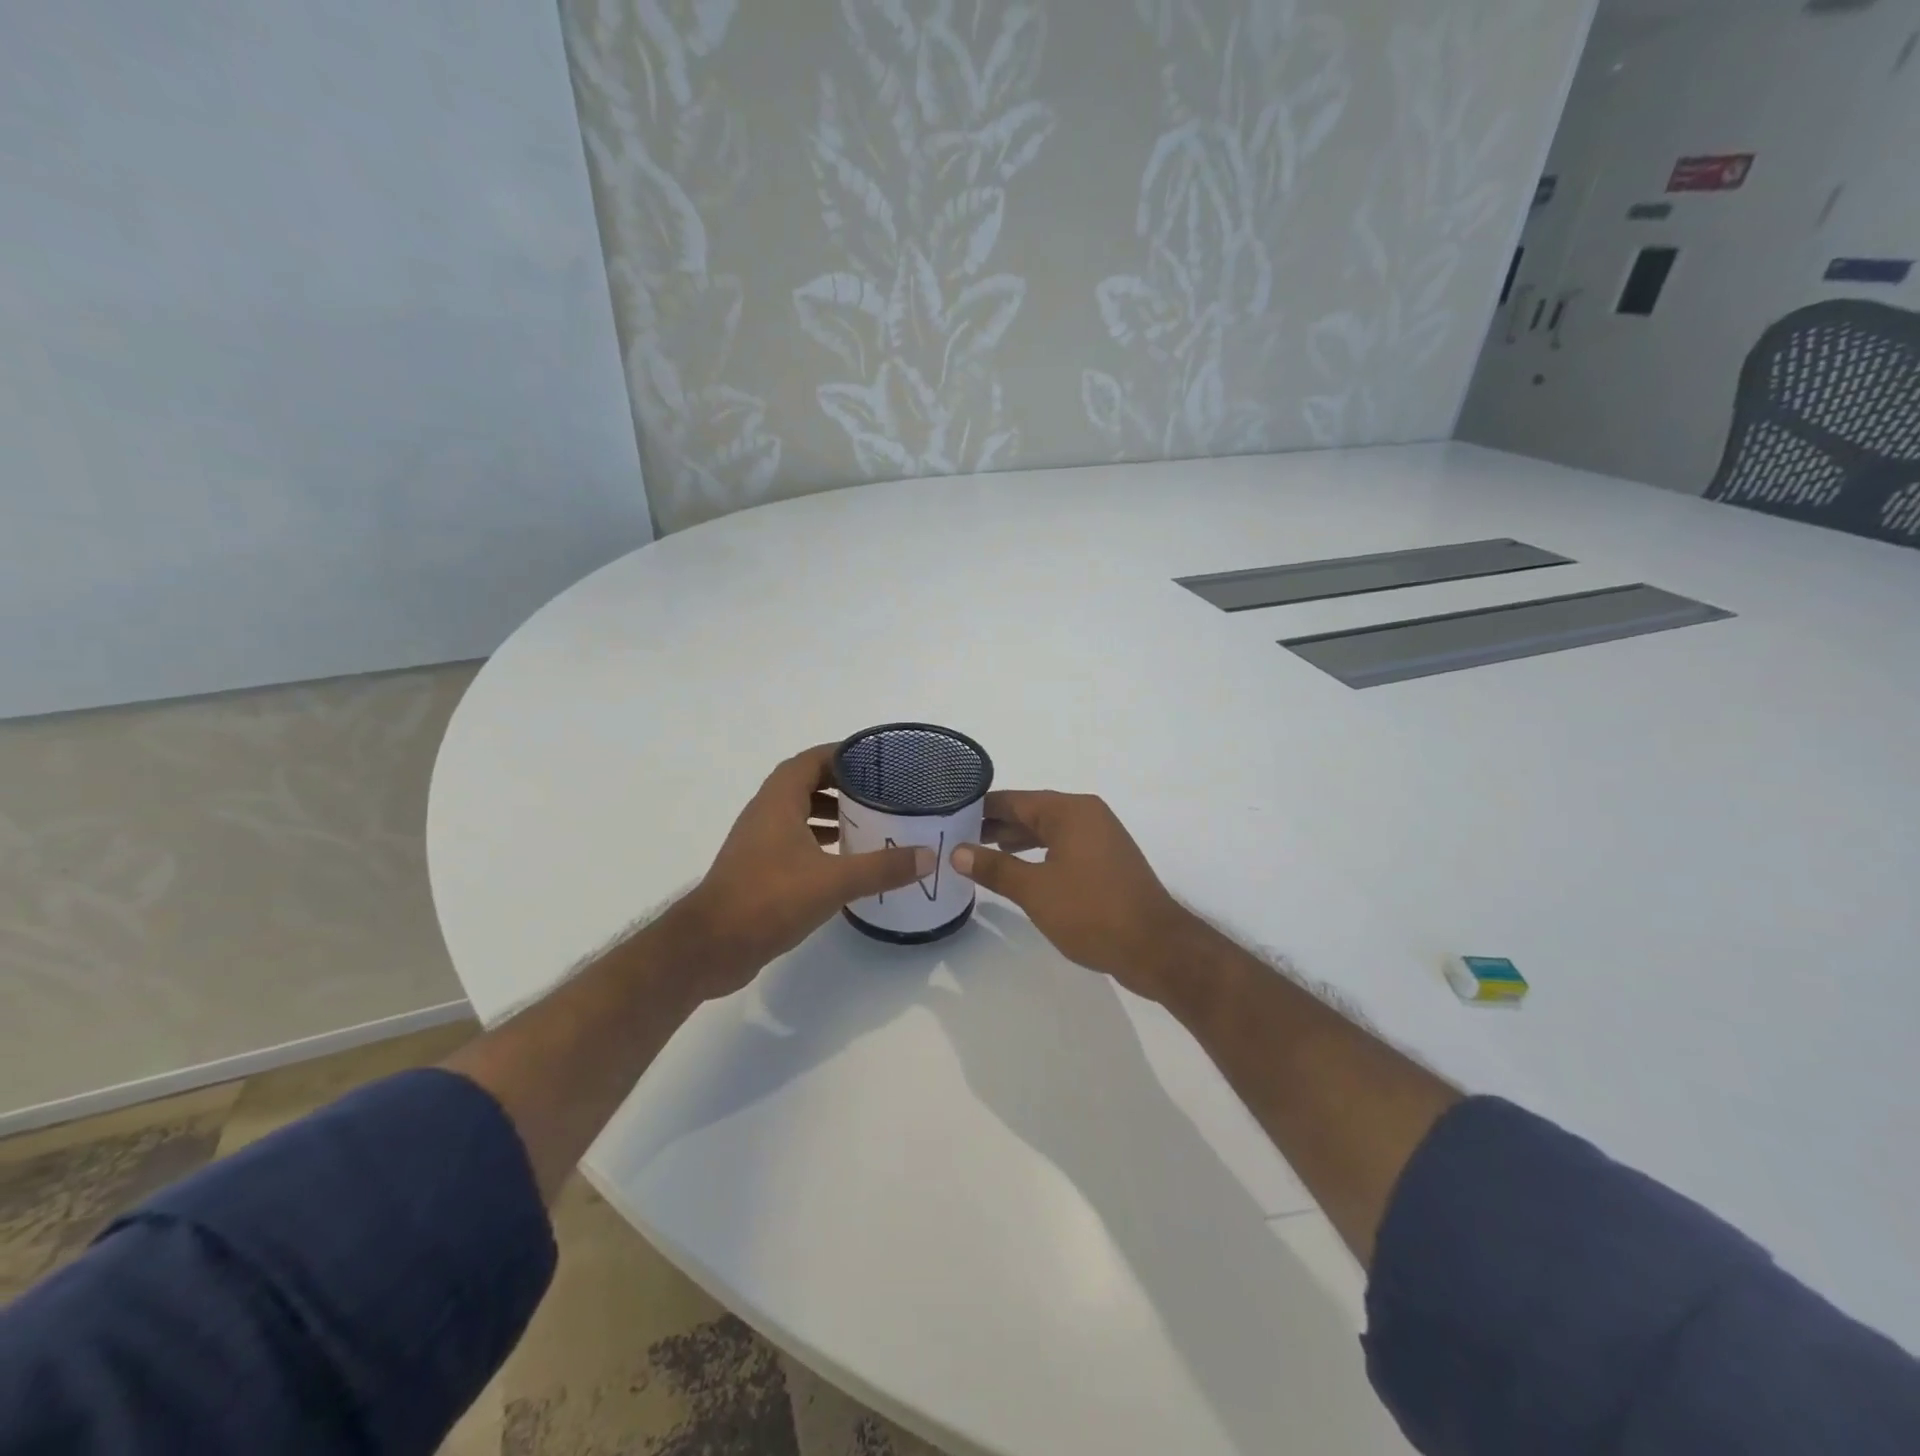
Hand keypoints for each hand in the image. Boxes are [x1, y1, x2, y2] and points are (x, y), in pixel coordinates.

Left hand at [669, 745, 931, 999]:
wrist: (711, 947)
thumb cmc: (769, 899)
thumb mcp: (833, 881)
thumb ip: (882, 867)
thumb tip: (928, 856)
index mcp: (778, 801)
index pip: (811, 760)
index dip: (843, 754)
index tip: (877, 759)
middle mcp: (765, 813)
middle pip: (806, 784)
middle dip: (842, 784)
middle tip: (881, 792)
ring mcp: (759, 842)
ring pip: (799, 814)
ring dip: (830, 814)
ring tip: (868, 822)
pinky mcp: (758, 869)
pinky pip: (794, 841)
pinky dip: (819, 841)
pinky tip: (844, 859)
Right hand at [950, 791, 1202, 1002]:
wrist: (1156, 948)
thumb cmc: (1092, 912)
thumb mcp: (1035, 890)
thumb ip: (994, 868)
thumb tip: (957, 851)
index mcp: (1070, 811)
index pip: (1015, 800)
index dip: (980, 808)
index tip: (948, 815)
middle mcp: (1087, 815)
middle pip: (1032, 812)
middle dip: (995, 825)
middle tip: (955, 837)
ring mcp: (1101, 838)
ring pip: (1048, 831)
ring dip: (1016, 841)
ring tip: (979, 853)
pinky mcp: (1107, 861)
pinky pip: (1063, 847)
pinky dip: (1038, 854)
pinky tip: (1019, 871)